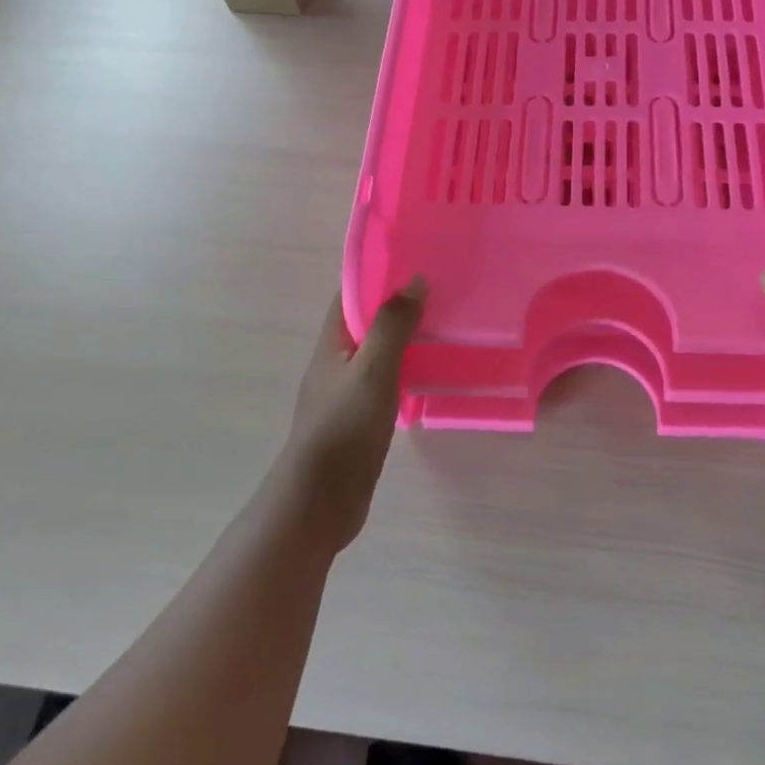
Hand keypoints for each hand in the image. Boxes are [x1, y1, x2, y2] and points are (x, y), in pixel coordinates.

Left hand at [276, 279, 426, 551]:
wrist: (319, 502)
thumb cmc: (344, 428)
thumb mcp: (372, 370)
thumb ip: (392, 325)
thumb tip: (414, 281)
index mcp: (331, 345)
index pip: (351, 297)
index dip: (377, 276)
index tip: (413, 262)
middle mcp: (335, 364)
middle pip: (366, 324)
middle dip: (396, 307)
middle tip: (440, 293)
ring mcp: (346, 395)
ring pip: (378, 355)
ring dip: (404, 340)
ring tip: (444, 328)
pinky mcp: (359, 422)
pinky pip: (386, 384)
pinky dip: (406, 372)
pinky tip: (431, 376)